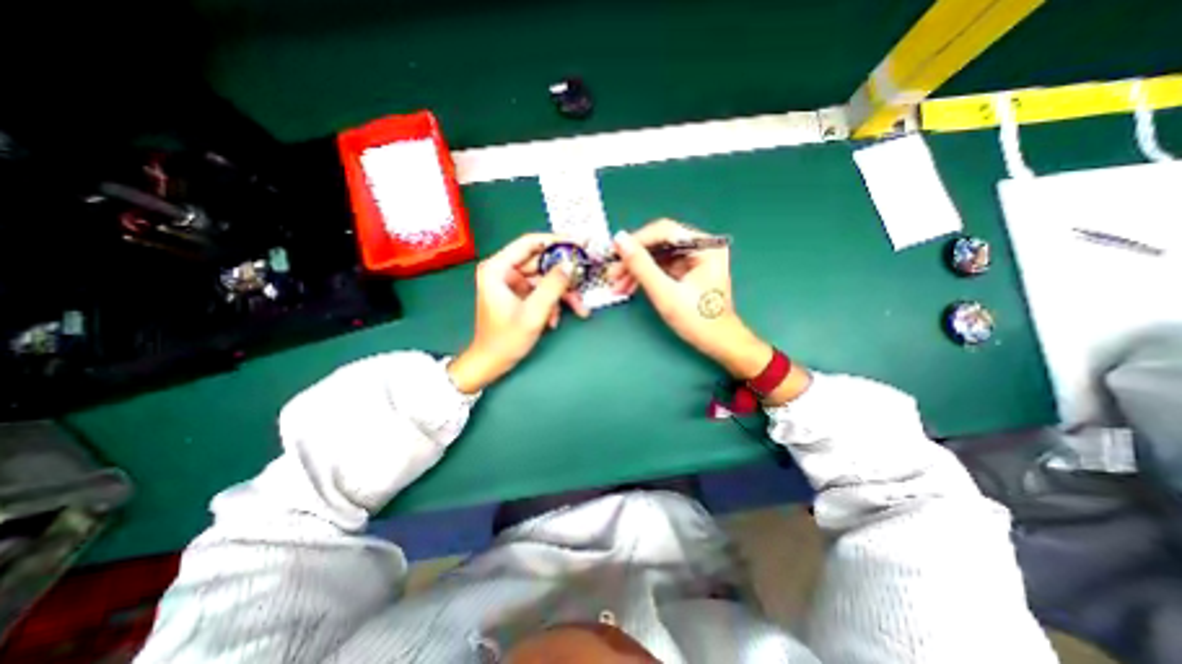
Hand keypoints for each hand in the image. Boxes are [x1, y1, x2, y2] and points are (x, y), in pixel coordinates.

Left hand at [445, 232, 588, 390]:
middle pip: (541, 263)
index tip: (580, 243)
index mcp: (497, 268)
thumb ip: (552, 286)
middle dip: (564, 275)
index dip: (556, 241)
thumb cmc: (506, 339)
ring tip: (579, 308)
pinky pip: (541, 291)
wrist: (491, 363)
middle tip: (585, 278)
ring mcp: (512, 283)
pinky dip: (552, 303)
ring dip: (562, 294)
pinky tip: (554, 320)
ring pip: (545, 279)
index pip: (530, 243)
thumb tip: (570, 264)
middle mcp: (504, 271)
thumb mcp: (533, 313)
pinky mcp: (519, 294)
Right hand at [609, 220, 813, 402]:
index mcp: (705, 246)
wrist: (717, 343)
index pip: (664, 231)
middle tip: (613, 274)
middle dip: (634, 259)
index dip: (637, 240)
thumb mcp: (666, 293)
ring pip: (658, 256)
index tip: (614, 252)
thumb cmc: (697, 320)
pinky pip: (662, 267)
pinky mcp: (688, 271)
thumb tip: (619, 240)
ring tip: (618, 285)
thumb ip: (641, 266)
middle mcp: (702, 247)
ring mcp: (695, 259)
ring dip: (637, 270)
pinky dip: (646, 277)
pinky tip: (630, 287)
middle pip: (660, 243)